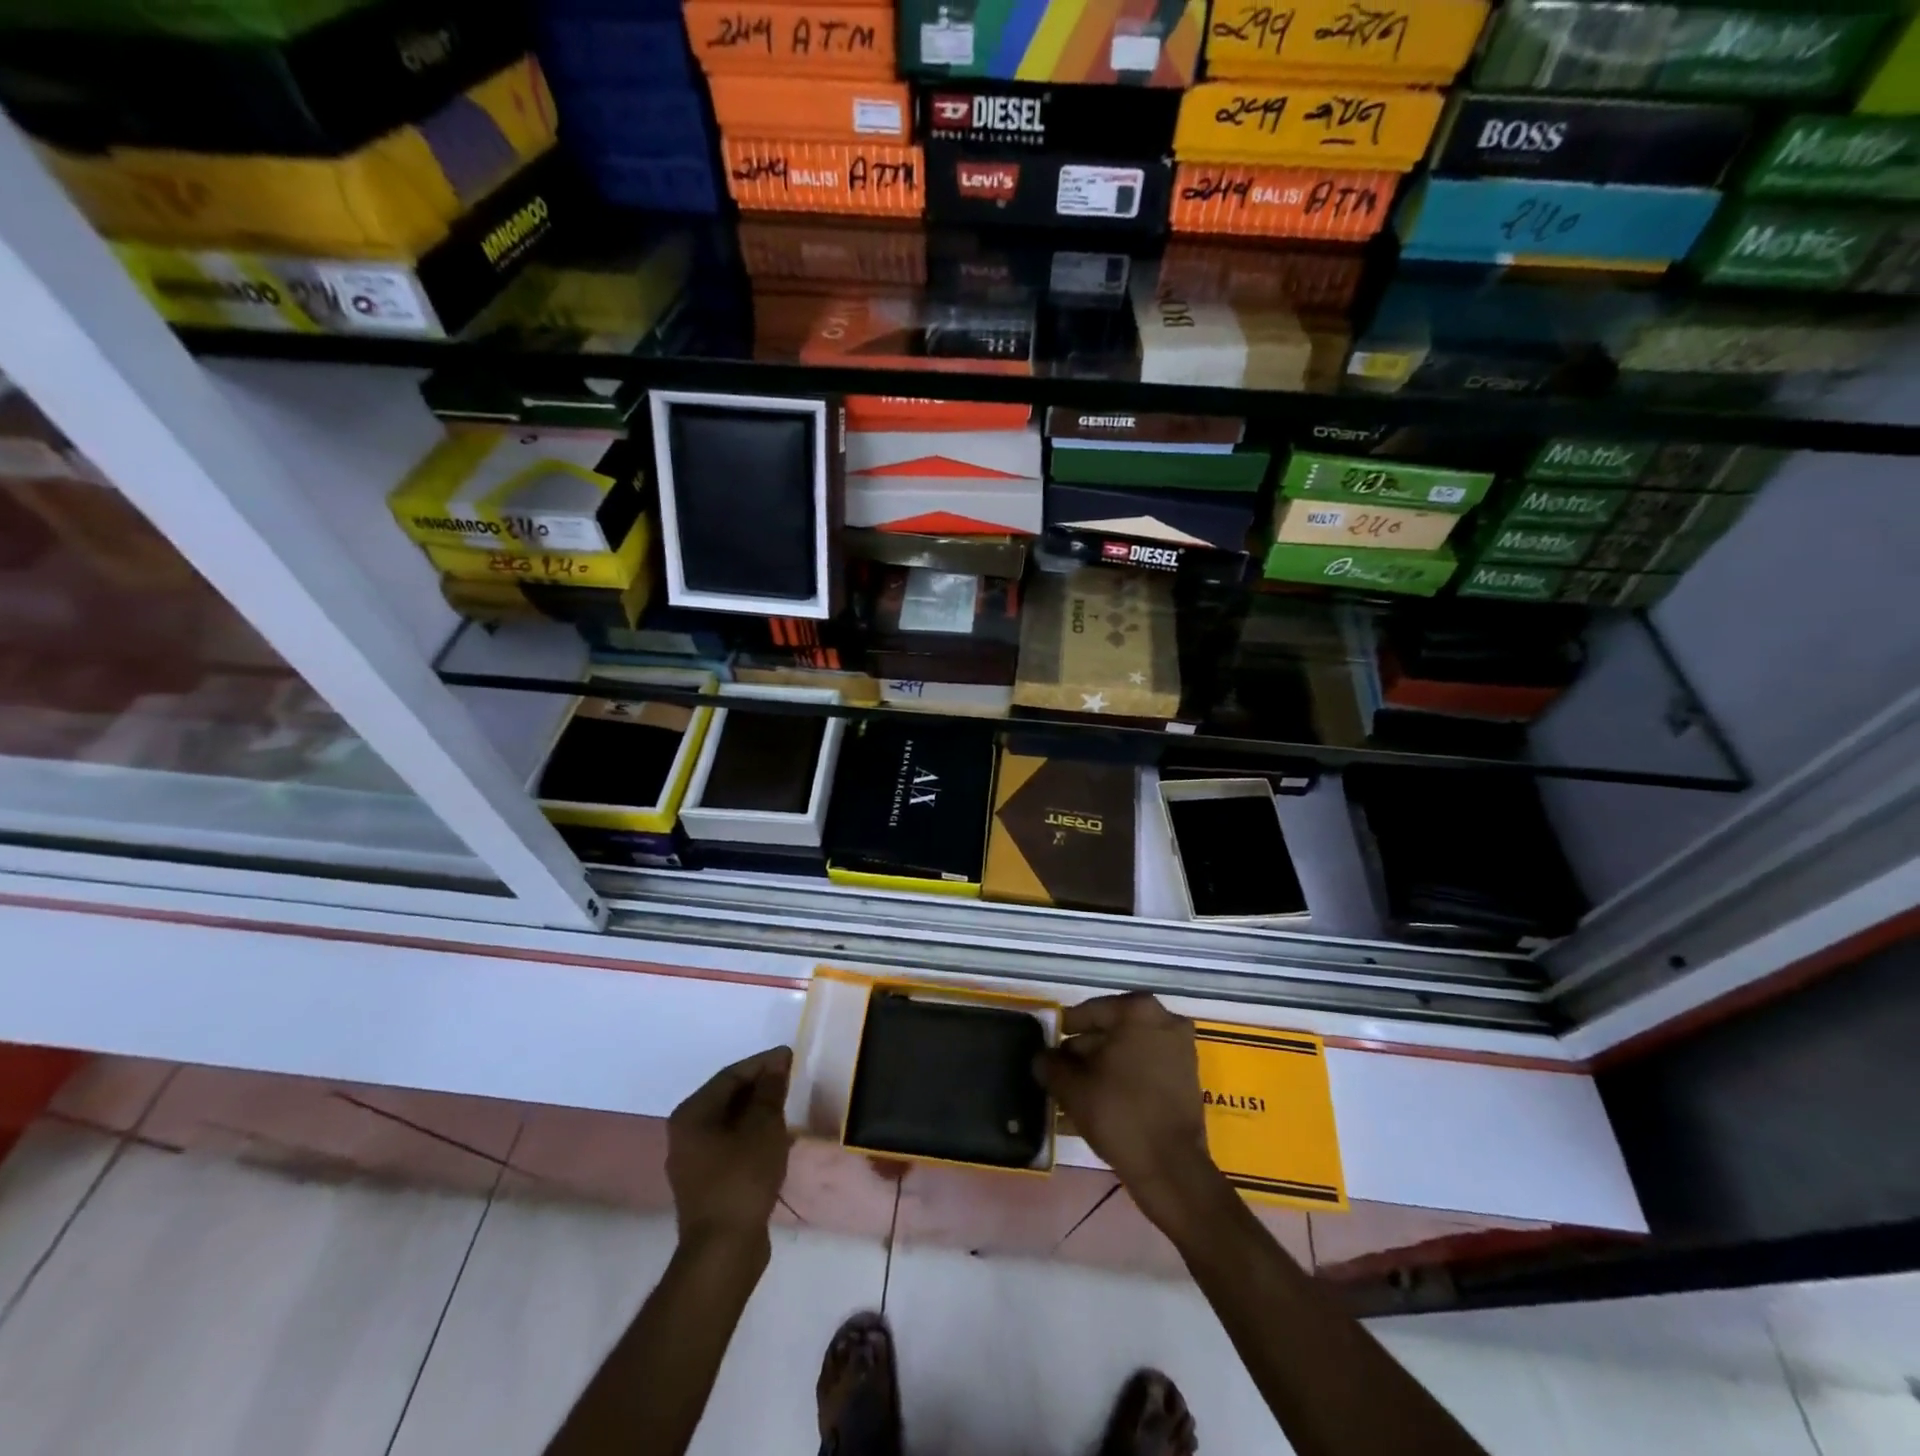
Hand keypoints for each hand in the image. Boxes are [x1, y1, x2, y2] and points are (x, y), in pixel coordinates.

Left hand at [667, 1046, 793, 1247]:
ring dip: (758, 1111)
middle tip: (790, 1078)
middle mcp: (685, 1133)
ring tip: (787, 1104)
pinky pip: (731, 1145)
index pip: (730, 1075)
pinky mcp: (706, 1183)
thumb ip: (770, 1091)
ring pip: (730, 1122)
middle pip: (727, 1097)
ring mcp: (693, 1161)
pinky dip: (752, 1134)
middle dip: (760, 1086)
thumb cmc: (742, 1179)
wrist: (723, 1252)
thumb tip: (778, 1062)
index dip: (762, 1063)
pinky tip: (775, 1136)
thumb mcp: (763, 1128)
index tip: (790, 1056)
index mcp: (692, 1114)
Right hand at [1035, 994, 1222, 1235]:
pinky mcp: (1186, 1079)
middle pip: (1111, 1031)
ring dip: (1101, 1069)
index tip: (1047, 1044)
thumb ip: (1051, 1065)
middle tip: (1058, 1071)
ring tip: (1073, 1092)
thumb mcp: (1072, 1087)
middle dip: (1084, 1052)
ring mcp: (1180, 1050)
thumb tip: (1041, 1058)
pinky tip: (1097, 1102)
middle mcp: (1164, 1021)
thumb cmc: (1119, 1113)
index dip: (1064, 1030)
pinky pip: (1144, 1070)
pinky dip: (1122, 1080)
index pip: (1089, 1012)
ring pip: (1127, 1053)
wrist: (1170, 1168)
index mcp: (1138, 1011)